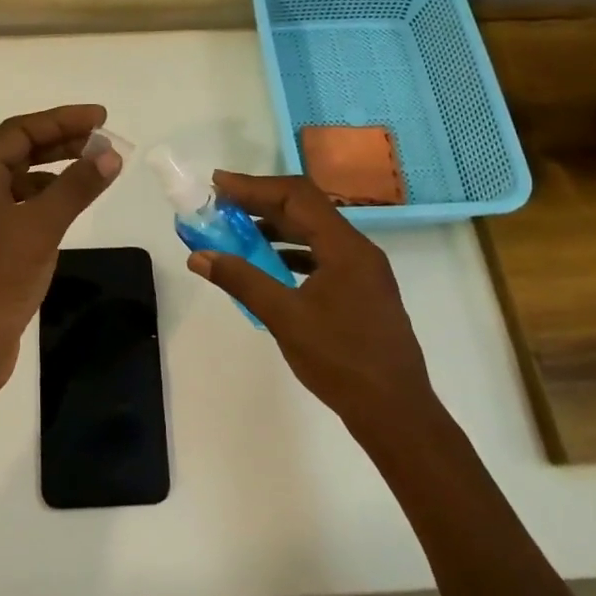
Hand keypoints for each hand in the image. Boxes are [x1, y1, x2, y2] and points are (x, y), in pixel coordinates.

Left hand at [0, 104, 122, 391]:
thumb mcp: (41, 227)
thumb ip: (76, 188)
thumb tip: (110, 155)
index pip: (19, 132)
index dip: (61, 120)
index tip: (100, 118)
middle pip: (19, 153)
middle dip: (61, 142)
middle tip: (102, 140)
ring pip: (22, 183)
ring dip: (56, 171)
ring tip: (93, 170)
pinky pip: (23, 209)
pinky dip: (49, 201)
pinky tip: (70, 209)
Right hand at [186, 172, 431, 424]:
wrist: (395, 411)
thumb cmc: (340, 360)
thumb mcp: (284, 318)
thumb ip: (242, 281)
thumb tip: (200, 256)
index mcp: (345, 248)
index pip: (296, 196)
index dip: (254, 186)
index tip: (218, 184)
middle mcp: (358, 250)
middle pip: (306, 209)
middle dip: (261, 203)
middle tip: (221, 204)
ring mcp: (363, 271)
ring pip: (315, 233)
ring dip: (276, 227)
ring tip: (237, 232)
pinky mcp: (362, 291)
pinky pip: (322, 256)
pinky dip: (292, 252)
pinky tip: (269, 266)